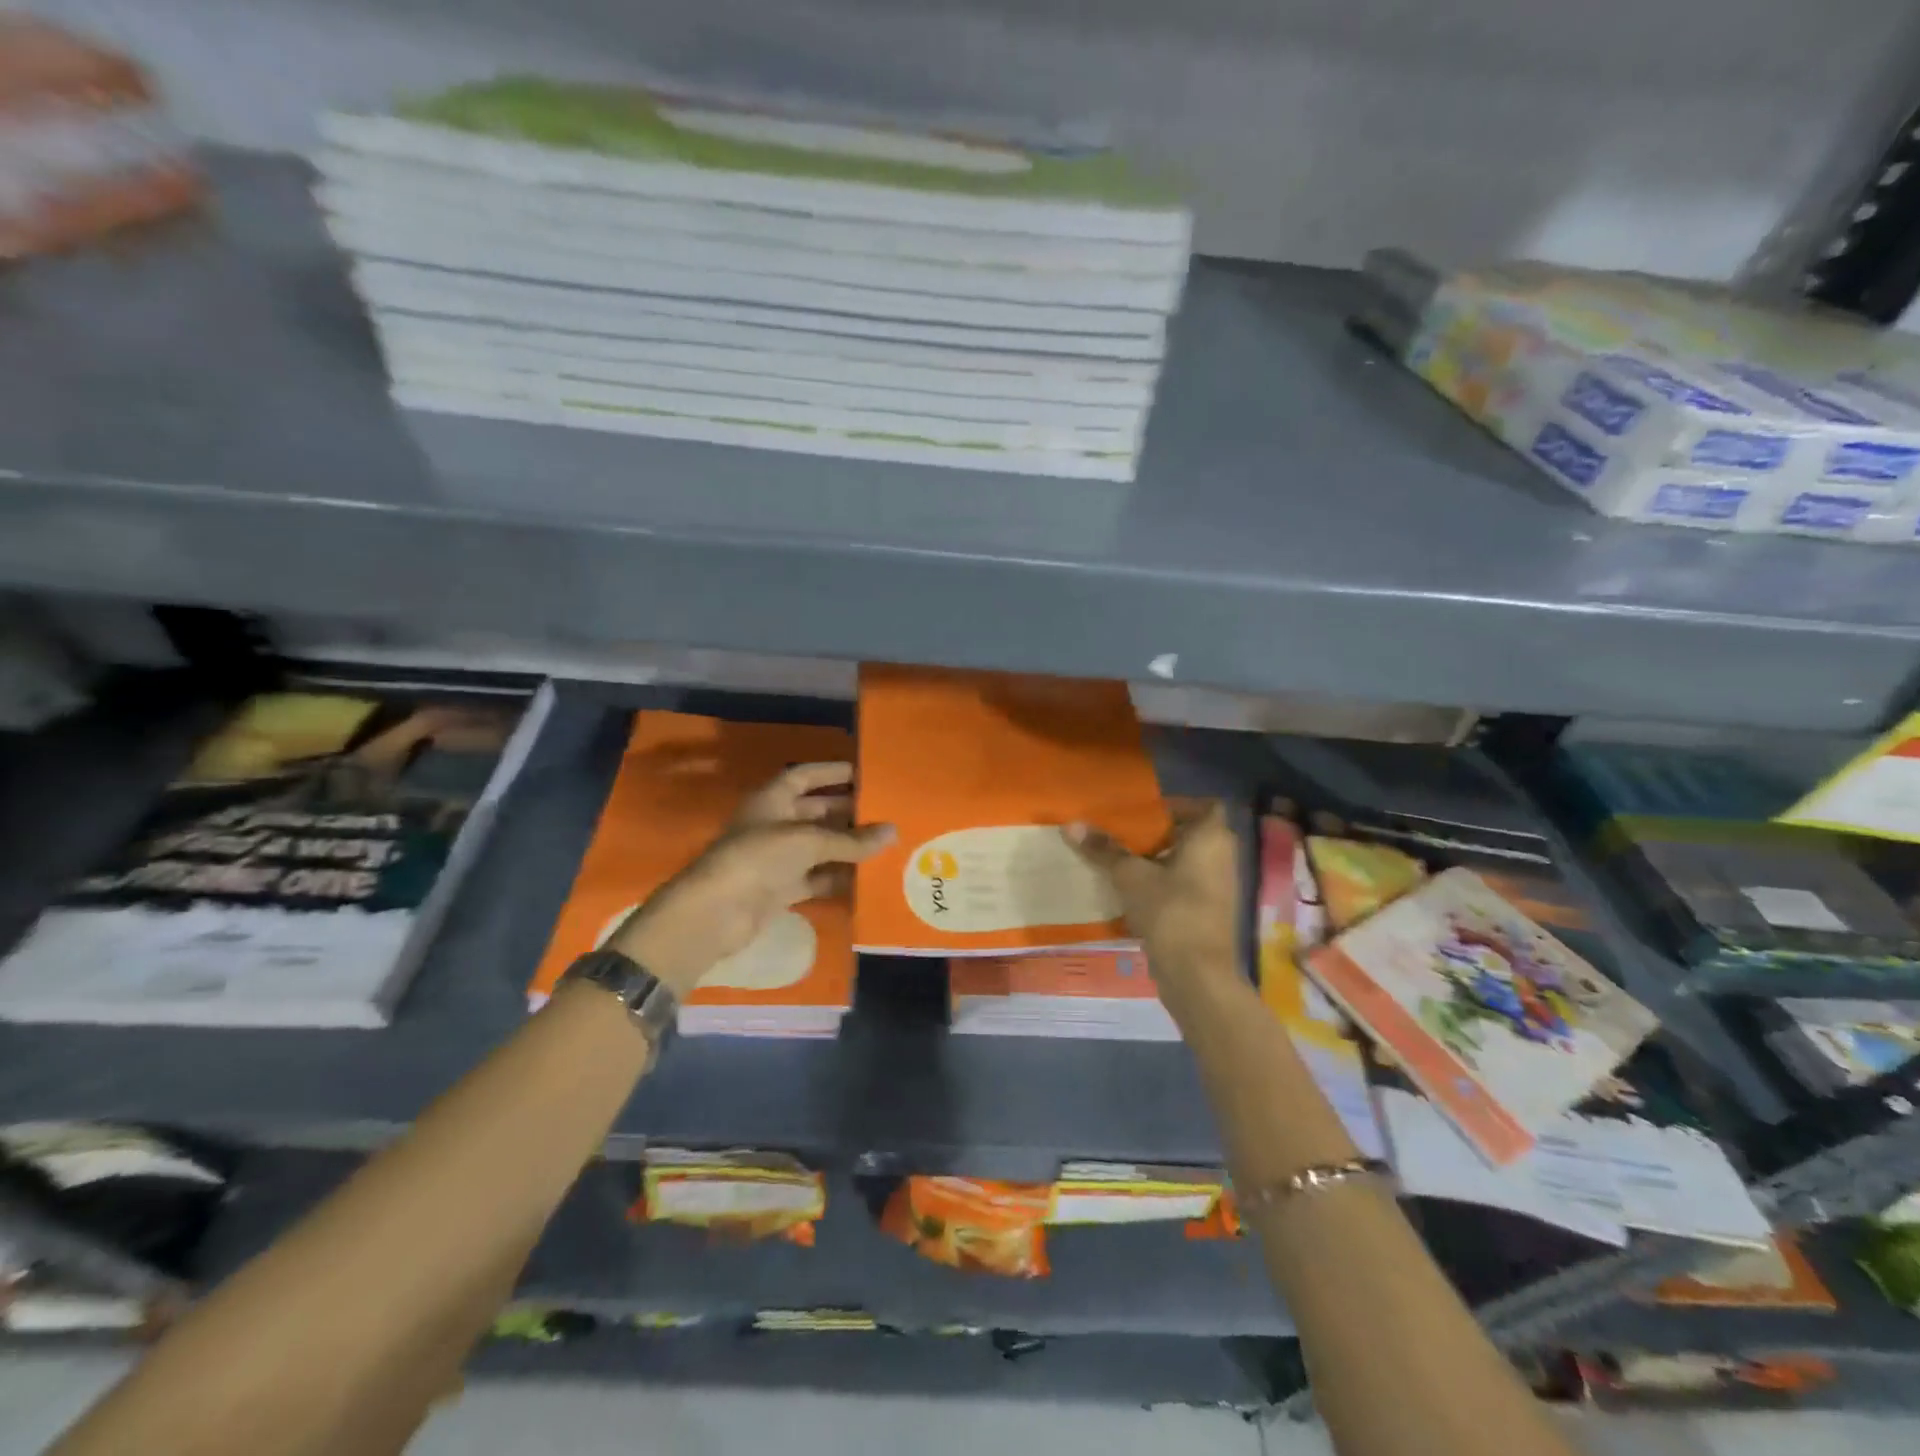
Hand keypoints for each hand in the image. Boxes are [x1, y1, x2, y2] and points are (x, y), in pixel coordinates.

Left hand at [607, 763, 893, 997]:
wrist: (716, 913)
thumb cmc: (758, 858)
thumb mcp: (808, 841)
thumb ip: (851, 840)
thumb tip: (893, 831)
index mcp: (772, 799)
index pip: (805, 776)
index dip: (832, 772)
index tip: (865, 773)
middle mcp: (774, 824)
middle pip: (817, 811)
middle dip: (848, 811)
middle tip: (886, 812)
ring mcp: (776, 858)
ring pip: (819, 847)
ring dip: (847, 847)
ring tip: (886, 845)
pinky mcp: (780, 889)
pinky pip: (816, 878)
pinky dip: (838, 877)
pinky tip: (867, 877)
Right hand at [1065, 803, 1238, 1002]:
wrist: (1197, 974)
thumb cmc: (1170, 911)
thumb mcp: (1130, 876)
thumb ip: (1104, 849)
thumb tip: (1071, 824)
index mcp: (1211, 838)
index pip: (1205, 806)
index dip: (1178, 806)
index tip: (1145, 813)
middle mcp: (1223, 858)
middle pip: (1193, 834)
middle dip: (1160, 834)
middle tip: (1125, 834)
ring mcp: (1219, 888)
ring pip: (1188, 862)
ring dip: (1160, 860)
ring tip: (1123, 861)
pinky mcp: (1209, 913)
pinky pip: (1186, 886)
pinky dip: (1164, 884)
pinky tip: (1133, 892)